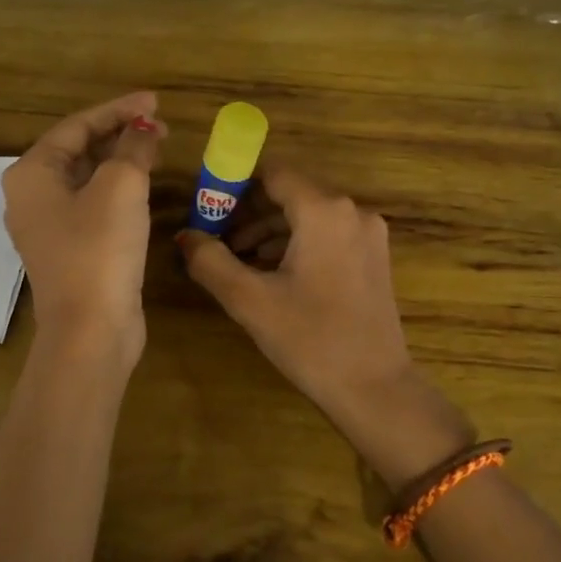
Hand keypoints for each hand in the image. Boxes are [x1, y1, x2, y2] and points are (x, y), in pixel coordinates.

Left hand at [3, 92, 166, 357]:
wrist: (90, 330)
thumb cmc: (99, 250)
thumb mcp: (121, 187)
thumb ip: (133, 148)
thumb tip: (143, 129)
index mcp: (32, 173)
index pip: (77, 126)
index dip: (118, 110)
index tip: (156, 102)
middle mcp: (32, 197)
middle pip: (79, 150)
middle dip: (120, 134)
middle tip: (161, 127)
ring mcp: (49, 227)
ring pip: (87, 179)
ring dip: (121, 161)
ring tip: (157, 149)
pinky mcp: (70, 250)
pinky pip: (93, 205)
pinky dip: (118, 190)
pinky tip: (145, 187)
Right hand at [179, 165, 463, 477]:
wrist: (375, 388)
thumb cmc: (310, 339)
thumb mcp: (250, 300)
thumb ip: (210, 261)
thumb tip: (185, 236)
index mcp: (324, 211)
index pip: (272, 173)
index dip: (235, 185)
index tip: (207, 208)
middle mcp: (352, 211)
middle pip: (290, 193)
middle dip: (250, 212)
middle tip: (216, 239)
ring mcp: (368, 234)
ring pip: (308, 215)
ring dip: (271, 230)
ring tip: (238, 260)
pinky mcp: (374, 257)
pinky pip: (327, 234)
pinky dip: (296, 244)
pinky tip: (272, 273)